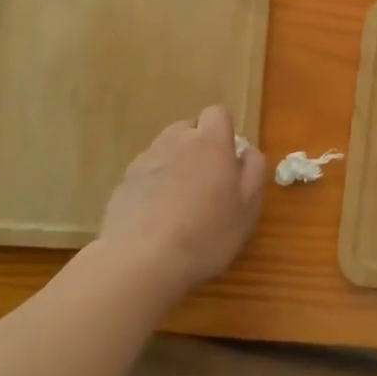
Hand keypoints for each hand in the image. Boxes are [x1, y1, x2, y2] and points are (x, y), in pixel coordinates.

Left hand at [95, 105, 267, 292]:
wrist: (141, 262)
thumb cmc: (207, 233)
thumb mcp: (248, 206)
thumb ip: (253, 170)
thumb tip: (246, 151)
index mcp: (211, 142)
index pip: (218, 114)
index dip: (224, 132)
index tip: (228, 160)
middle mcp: (176, 141)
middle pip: (189, 128)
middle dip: (198, 147)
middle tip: (207, 183)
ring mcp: (145, 160)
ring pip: (165, 149)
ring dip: (175, 164)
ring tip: (180, 201)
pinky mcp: (123, 182)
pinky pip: (145, 173)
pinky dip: (153, 185)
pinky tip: (156, 216)